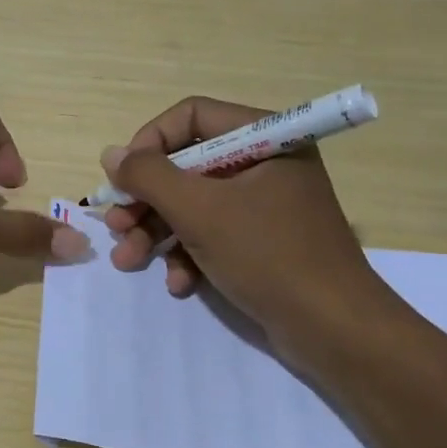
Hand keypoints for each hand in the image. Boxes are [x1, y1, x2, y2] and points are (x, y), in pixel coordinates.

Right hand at [101, 96, 389, 337]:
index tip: (123, 176)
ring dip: (157, 232)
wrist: (334, 331)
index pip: (192, 116)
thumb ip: (149, 176)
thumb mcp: (199, 211)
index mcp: (266, 138)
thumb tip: (112, 154)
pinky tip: (179, 284)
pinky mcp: (263, 241)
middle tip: (116, 225)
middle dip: (147, 200)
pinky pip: (214, 233)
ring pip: (194, 203)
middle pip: (187, 164)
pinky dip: (189, 255)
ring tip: (128, 261)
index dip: (151, 142)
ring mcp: (265, 204)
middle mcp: (266, 162)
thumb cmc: (268, 255)